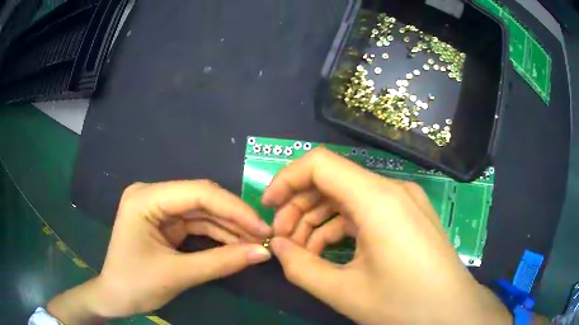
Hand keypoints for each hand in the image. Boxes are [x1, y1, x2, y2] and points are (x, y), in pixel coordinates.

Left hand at [47, 180, 271, 323]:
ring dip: (229, 227)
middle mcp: (152, 195)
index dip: (234, 209)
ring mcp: (159, 208)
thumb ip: (222, 262)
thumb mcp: (178, 275)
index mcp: (145, 199)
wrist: (115, 297)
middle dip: (234, 218)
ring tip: (256, 242)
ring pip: (202, 212)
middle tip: (264, 235)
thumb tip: (264, 253)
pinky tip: (236, 244)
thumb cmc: (136, 285)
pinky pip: (197, 224)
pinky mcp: (165, 223)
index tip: (262, 228)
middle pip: (202, 199)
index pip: (198, 193)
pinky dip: (217, 235)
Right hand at [262, 148, 510, 324]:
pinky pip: (366, 212)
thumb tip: (276, 245)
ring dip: (318, 221)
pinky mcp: (409, 215)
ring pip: (348, 198)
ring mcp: (404, 201)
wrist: (452, 312)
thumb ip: (300, 267)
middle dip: (299, 207)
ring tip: (303, 252)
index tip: (268, 207)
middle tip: (283, 240)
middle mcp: (393, 190)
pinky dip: (341, 228)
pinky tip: (330, 253)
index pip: (320, 163)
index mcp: (378, 200)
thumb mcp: (344, 292)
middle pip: (332, 181)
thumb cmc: (404, 304)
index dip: (286, 179)